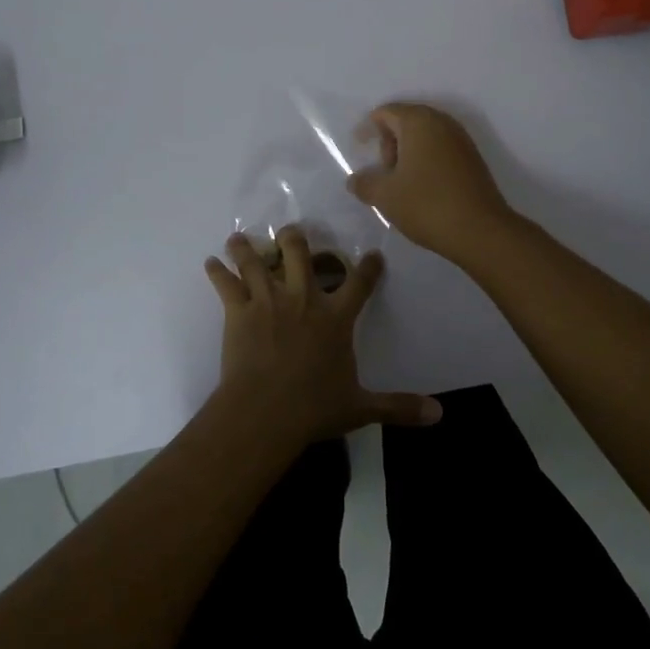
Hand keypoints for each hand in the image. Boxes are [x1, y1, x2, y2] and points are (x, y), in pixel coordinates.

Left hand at [206, 227, 440, 447]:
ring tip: (239, 237)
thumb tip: (439, 415)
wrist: (265, 413)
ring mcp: (269, 300)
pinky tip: (210, 262)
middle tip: (291, 233)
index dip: (369, 267)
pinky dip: (217, 272)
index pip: (359, 283)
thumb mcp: (361, 407)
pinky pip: (226, 284)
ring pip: (257, 260)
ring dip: (247, 247)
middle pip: (299, 253)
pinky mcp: (239, 311)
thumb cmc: (314, 408)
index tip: (372, 255)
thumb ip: (398, 406)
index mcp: (335, 317)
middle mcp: (303, 298)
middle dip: (294, 238)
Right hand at [347, 103, 516, 262]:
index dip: (368, 127)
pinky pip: (441, 149)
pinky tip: (421, 187)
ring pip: (425, 136)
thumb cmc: (426, 204)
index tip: (359, 147)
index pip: (386, 112)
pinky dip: (426, 161)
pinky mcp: (473, 159)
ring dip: (408, 153)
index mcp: (419, 122)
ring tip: (399, 182)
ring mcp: (462, 140)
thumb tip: (355, 180)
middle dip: (389, 142)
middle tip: (382, 171)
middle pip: (407, 121)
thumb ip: (364, 183)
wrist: (480, 230)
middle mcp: (442, 122)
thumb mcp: (385, 196)